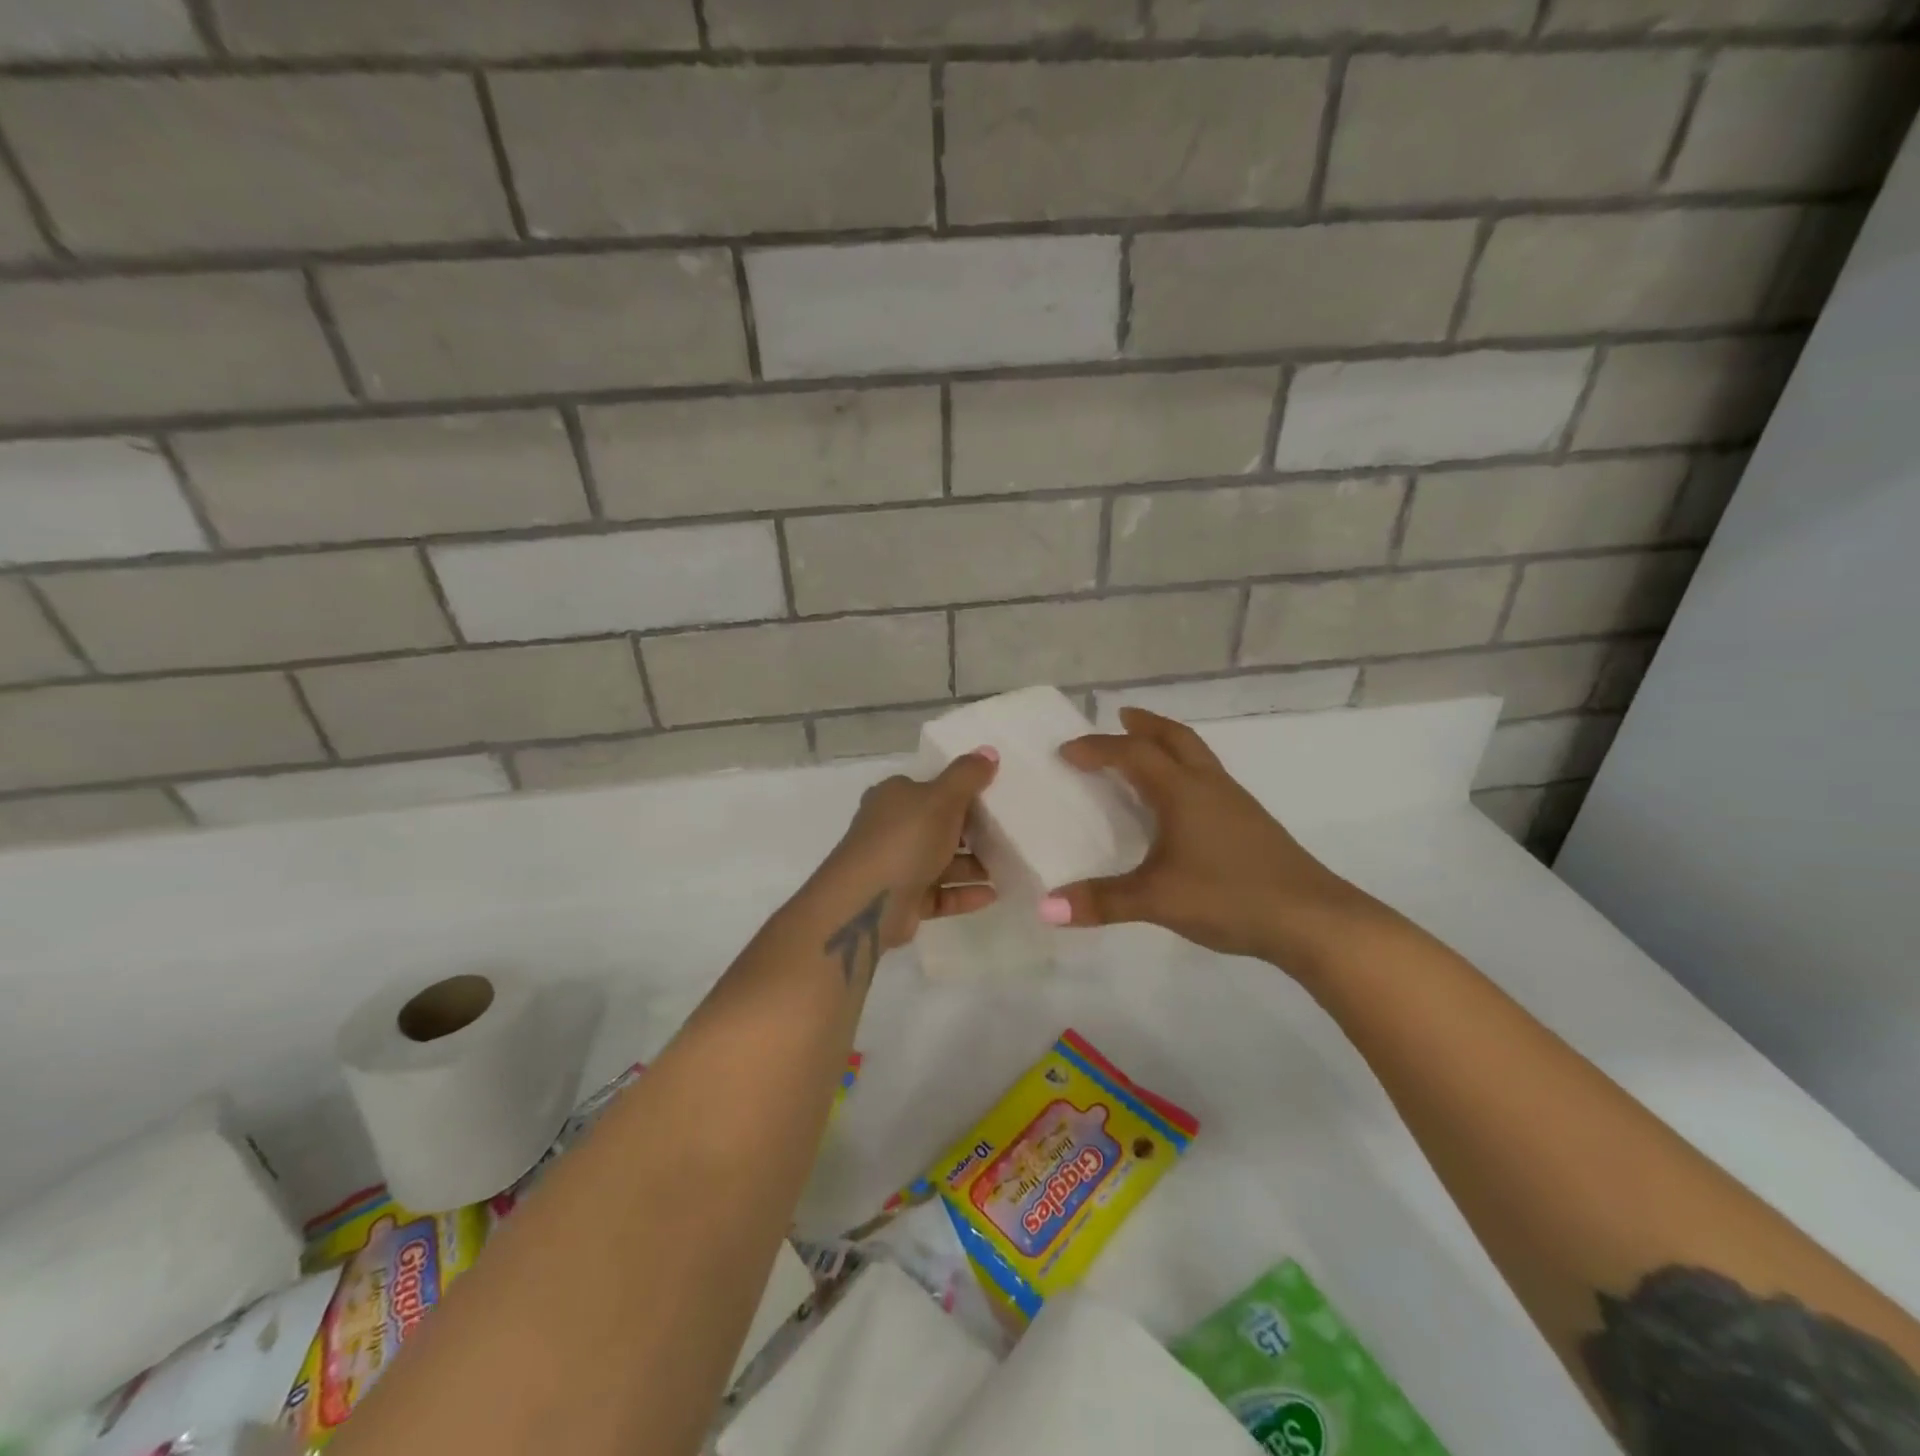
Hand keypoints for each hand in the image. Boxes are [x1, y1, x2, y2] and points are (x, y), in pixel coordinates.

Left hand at [817, 749, 999, 952]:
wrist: (866, 903)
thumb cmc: (905, 839)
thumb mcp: (941, 798)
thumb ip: (967, 775)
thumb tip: (989, 751)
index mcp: (893, 798)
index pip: (928, 787)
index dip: (960, 790)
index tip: (993, 797)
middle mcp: (891, 829)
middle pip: (937, 825)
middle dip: (971, 830)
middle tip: (1007, 832)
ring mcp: (896, 866)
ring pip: (941, 862)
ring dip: (973, 865)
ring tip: (1008, 866)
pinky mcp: (903, 900)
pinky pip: (940, 894)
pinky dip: (964, 893)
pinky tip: (993, 894)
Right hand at [1044, 709, 1385, 967]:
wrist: (1313, 919)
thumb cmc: (1229, 896)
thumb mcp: (1157, 900)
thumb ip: (1102, 901)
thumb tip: (1046, 908)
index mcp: (1182, 792)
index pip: (1133, 754)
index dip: (1097, 748)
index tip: (1067, 752)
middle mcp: (1209, 786)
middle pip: (1175, 738)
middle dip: (1145, 724)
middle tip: (1120, 717)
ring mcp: (1236, 803)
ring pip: (1197, 756)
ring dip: (1168, 744)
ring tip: (1147, 752)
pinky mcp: (1251, 824)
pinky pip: (1210, 779)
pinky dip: (1186, 771)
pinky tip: (1183, 802)